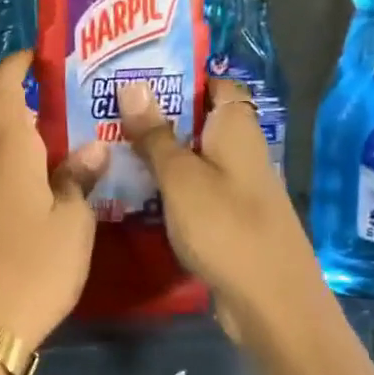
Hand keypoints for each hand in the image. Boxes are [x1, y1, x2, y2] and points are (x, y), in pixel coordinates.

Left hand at [0, 53, 108, 347]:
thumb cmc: (33, 267)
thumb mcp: (72, 223)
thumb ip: (80, 179)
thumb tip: (92, 146)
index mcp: (7, 149)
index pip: (2, 84)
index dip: (18, 63)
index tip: (43, 58)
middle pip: (0, 117)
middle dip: (31, 106)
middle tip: (73, 110)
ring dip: (23, 142)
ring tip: (63, 150)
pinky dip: (12, 169)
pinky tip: (39, 189)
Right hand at [116, 78, 307, 334]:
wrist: (269, 301)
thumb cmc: (225, 227)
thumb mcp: (181, 177)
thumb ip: (156, 134)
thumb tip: (133, 84)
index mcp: (236, 128)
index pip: (212, 84)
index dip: (177, 75)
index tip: (132, 74)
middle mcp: (238, 149)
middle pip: (196, 120)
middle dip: (155, 114)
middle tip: (104, 109)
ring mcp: (233, 185)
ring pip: (189, 156)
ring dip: (155, 152)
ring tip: (105, 143)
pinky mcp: (224, 216)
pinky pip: (190, 188)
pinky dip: (164, 184)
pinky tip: (129, 188)